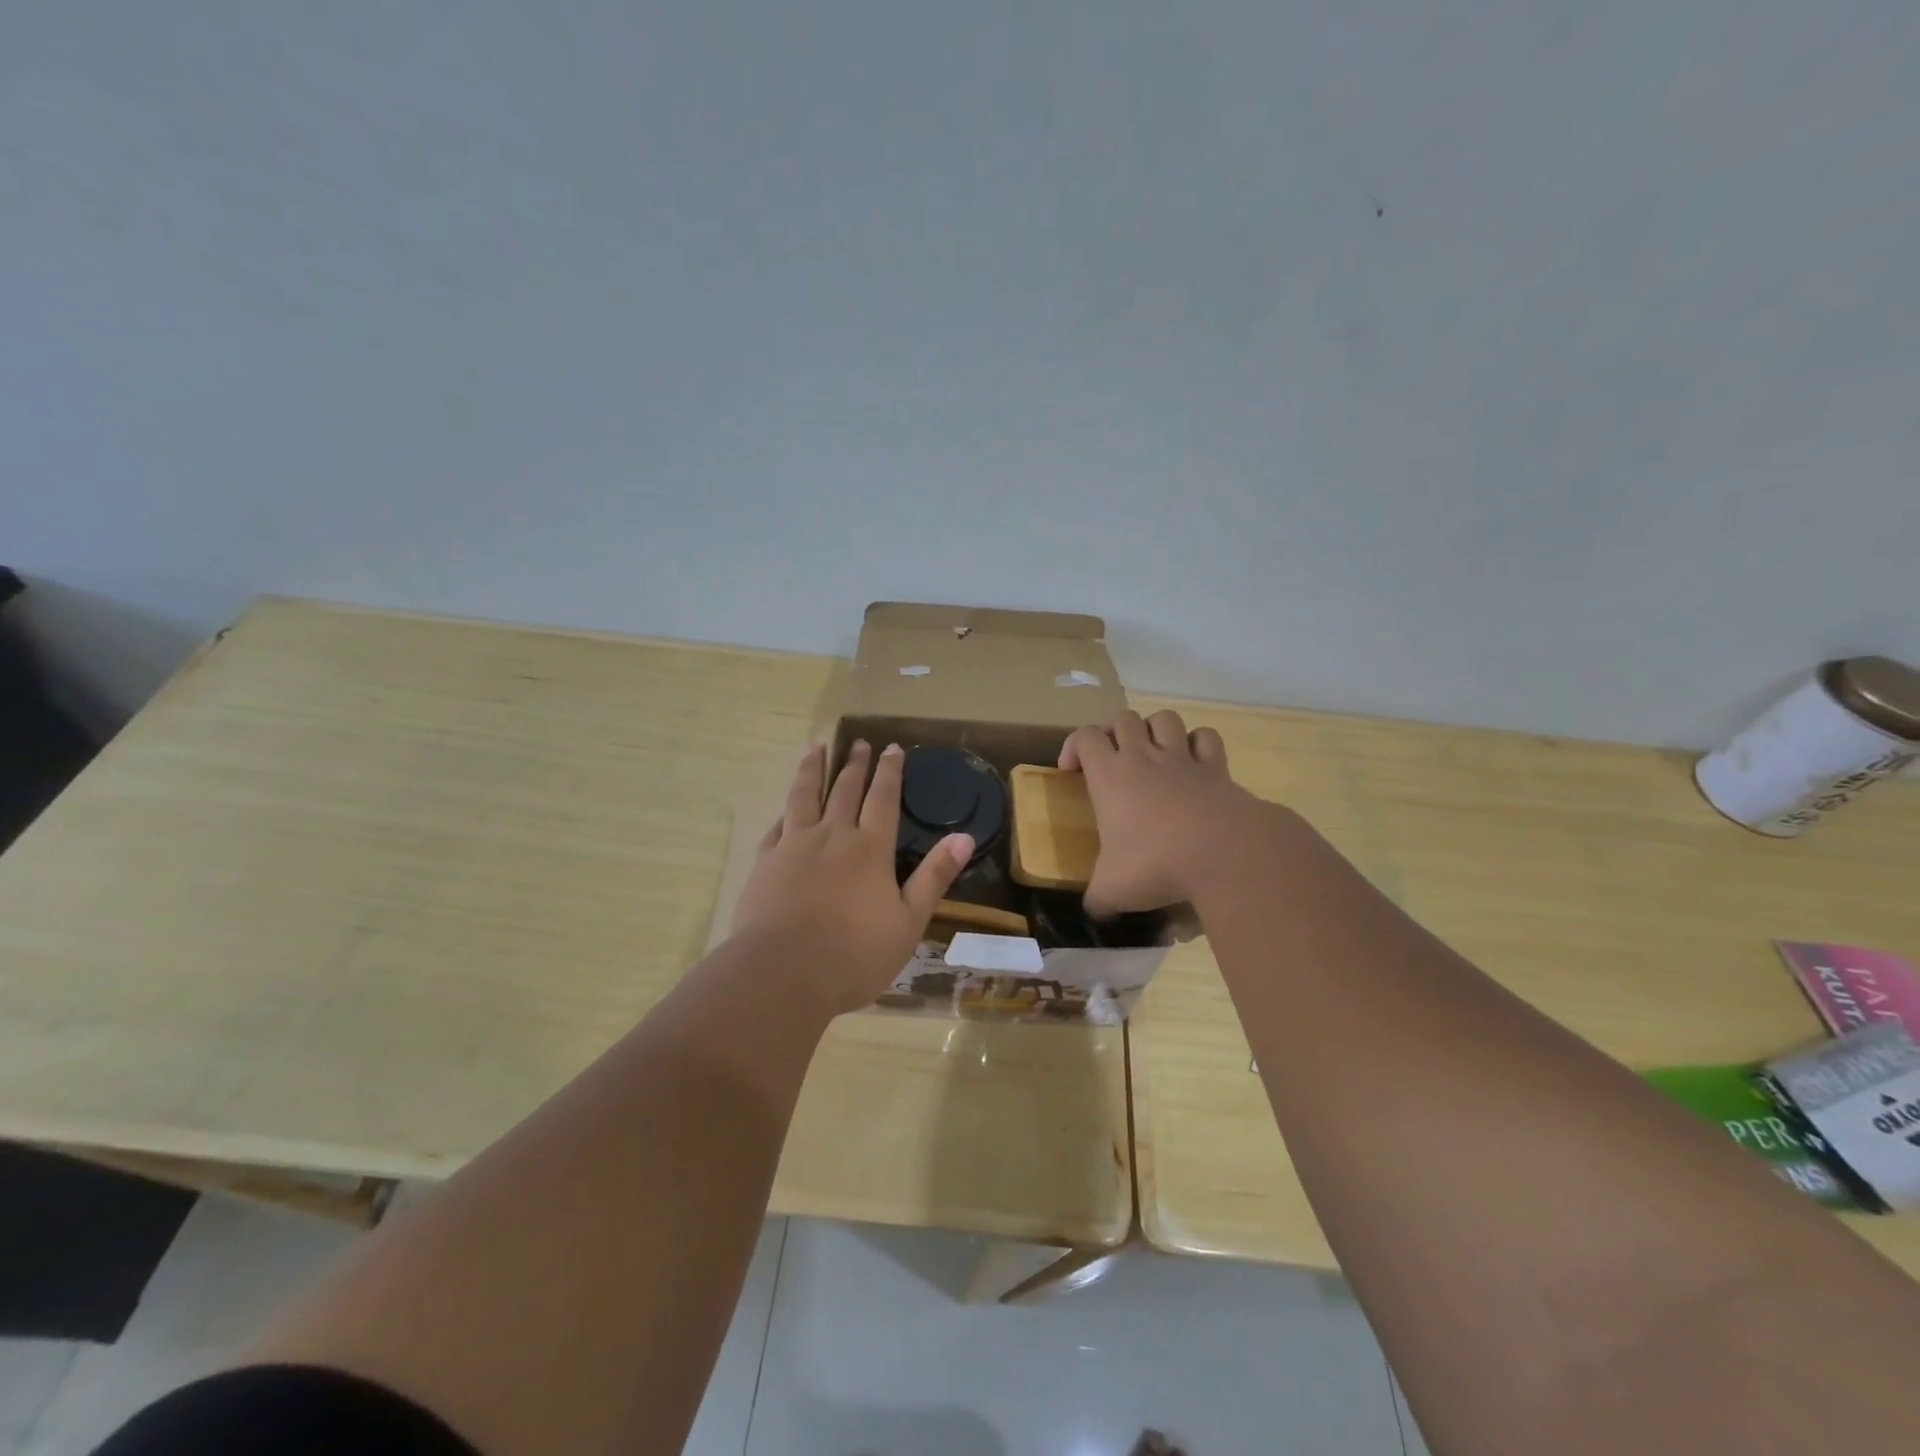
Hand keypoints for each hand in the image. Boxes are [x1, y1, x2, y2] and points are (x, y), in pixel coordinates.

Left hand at [732, 741, 971, 1014]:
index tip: (892, 747)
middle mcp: (833, 836)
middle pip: (845, 790)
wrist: (783, 974)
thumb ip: (934, 877)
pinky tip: (785, 807)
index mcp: (870, 849)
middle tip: (859, 743)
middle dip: (855, 764)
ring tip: (815, 747)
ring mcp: (794, 847)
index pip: (884, 798)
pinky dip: (785, 811)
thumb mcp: (908, 922)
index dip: (890, 771)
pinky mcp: (765, 863)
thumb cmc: (854, 955)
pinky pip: (777, 827)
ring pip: (804, 796)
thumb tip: (964, 836)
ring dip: (812, 769)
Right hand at [1060, 709, 1281, 915]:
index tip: (1070, 771)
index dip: (1072, 746)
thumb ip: (1097, 898)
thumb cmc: (1156, 864)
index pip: (1084, 737)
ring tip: (1152, 752)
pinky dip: (1198, 743)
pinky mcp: (1218, 768)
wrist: (1224, 854)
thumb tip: (1093, 912)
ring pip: (1164, 718)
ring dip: (1154, 729)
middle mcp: (1144, 757)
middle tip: (1112, 759)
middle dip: (1113, 732)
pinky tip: (1194, 762)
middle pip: (1123, 719)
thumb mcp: (1112, 890)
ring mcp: (1183, 758)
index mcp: (1110, 775)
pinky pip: (1206, 738)